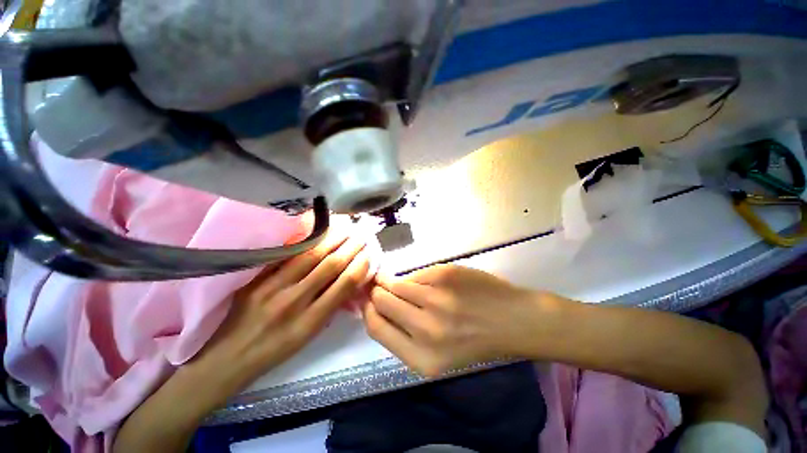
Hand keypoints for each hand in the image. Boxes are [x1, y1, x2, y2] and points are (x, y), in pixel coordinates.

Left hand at [189, 230, 370, 399]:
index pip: (344, 285)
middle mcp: (293, 302)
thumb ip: (330, 307)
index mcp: (310, 322)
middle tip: (362, 235)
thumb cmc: (274, 352)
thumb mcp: (308, 337)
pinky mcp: (254, 279)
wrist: (226, 360)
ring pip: (309, 255)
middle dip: (350, 247)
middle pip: (330, 266)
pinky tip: (316, 230)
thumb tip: (350, 281)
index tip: (369, 253)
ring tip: (345, 228)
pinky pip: (285, 255)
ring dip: (332, 239)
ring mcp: (270, 288)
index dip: (360, 266)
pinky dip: (305, 240)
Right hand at [364, 264, 551, 376]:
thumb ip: (404, 335)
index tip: (368, 301)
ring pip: (395, 283)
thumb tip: (375, 306)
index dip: (367, 311)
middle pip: (381, 301)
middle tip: (380, 287)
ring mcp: (436, 298)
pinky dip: (415, 278)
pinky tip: (425, 281)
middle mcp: (426, 328)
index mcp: (422, 358)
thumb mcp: (437, 355)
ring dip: (391, 280)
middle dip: (377, 292)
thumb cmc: (475, 341)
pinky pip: (416, 274)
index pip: (376, 327)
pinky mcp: (445, 275)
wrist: (512, 320)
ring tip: (397, 280)